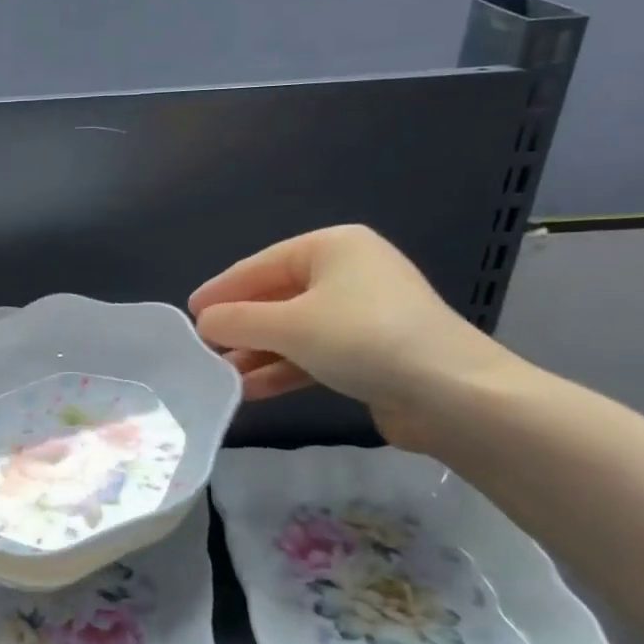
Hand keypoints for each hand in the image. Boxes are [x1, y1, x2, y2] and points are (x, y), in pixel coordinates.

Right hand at [188, 225, 515, 447]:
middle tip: (204, 348)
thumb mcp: (289, 326)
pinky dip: (284, 369)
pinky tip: (251, 391)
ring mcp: (363, 313)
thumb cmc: (364, 340)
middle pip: (277, 297)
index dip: (221, 290)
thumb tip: (203, 323)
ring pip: (294, 329)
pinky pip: (314, 353)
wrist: (453, 396)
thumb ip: (237, 321)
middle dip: (240, 327)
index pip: (260, 265)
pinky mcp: (372, 351)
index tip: (190, 314)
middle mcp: (349, 273)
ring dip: (258, 353)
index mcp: (333, 247)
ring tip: (222, 375)